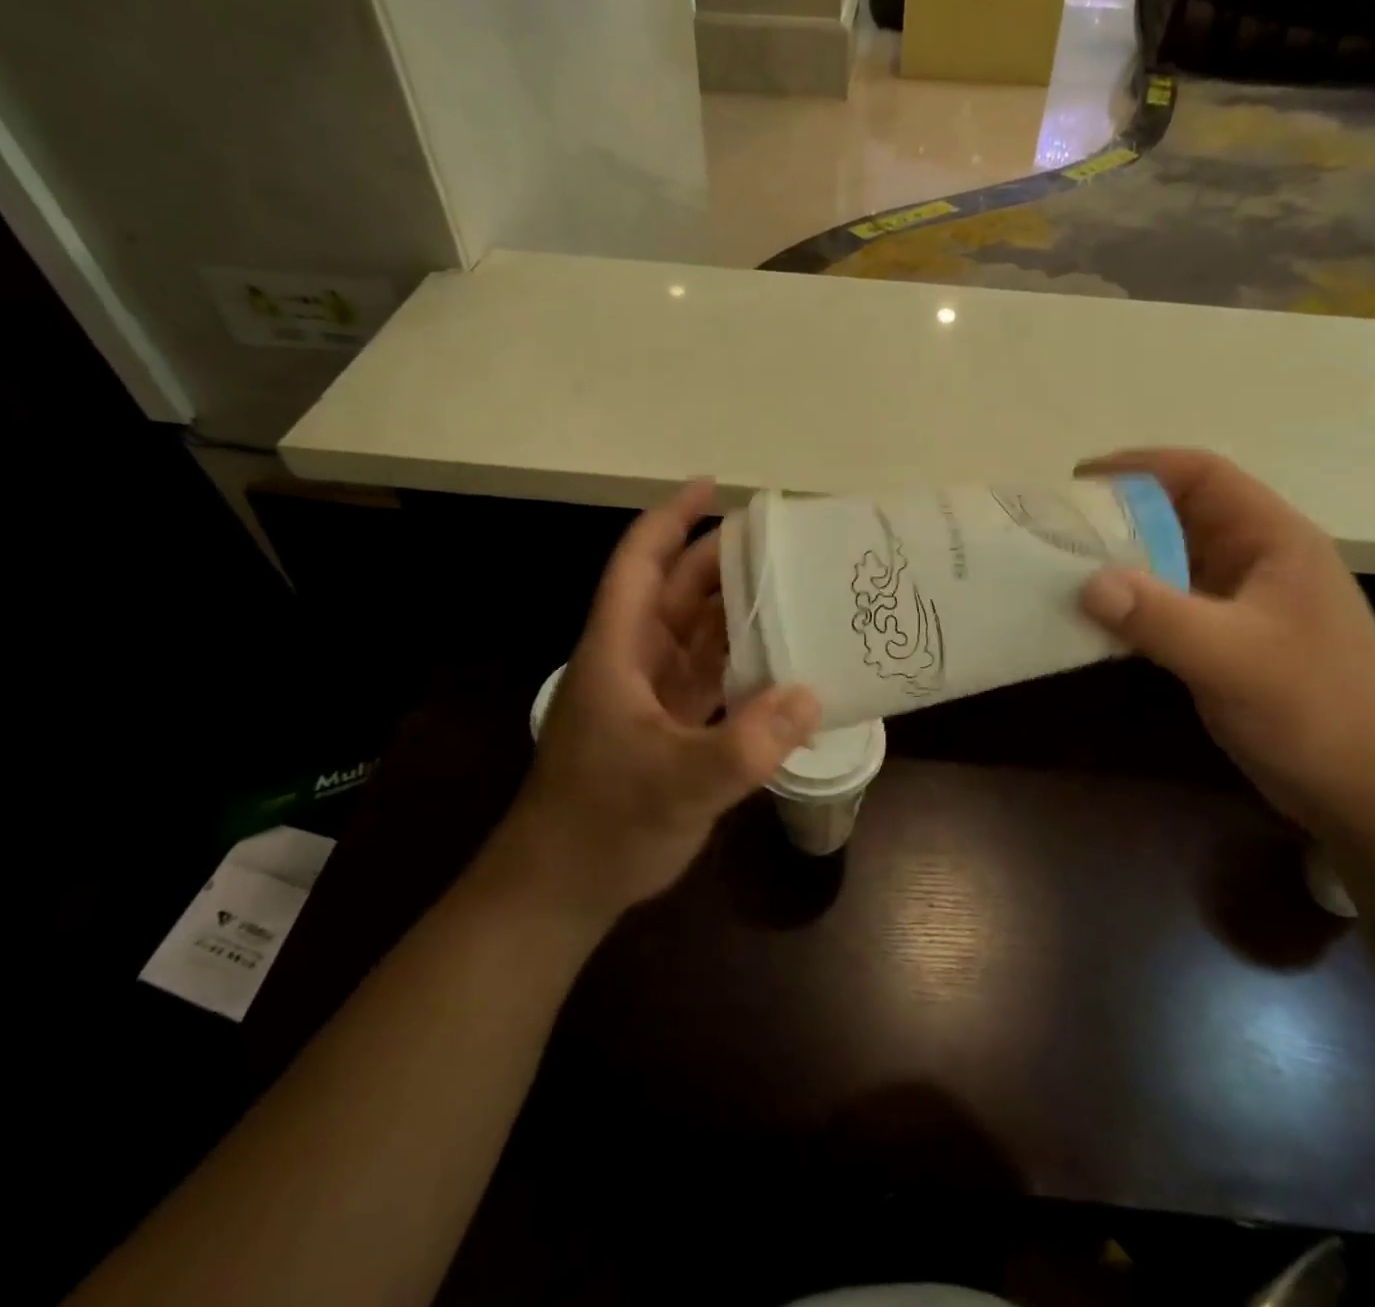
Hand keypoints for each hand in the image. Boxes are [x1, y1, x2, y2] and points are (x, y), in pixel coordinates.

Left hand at [492, 481, 820, 926]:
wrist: (562, 888)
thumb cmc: (603, 824)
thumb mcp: (677, 784)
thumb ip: (745, 745)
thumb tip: (812, 695)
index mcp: (617, 651)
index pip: (640, 564)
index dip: (671, 518)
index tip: (712, 485)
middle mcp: (633, 661)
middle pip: (676, 591)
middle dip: (722, 560)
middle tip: (782, 542)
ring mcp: (651, 694)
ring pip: (696, 632)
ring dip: (737, 609)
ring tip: (793, 588)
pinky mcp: (670, 725)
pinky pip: (711, 675)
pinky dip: (743, 661)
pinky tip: (784, 660)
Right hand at [1076, 449, 1374, 829]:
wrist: (1373, 791)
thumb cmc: (1319, 710)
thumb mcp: (1236, 657)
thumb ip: (1160, 616)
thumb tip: (1086, 582)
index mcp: (1272, 540)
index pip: (1202, 477)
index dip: (1141, 466)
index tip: (1079, 480)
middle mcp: (1253, 561)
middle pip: (1177, 516)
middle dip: (1118, 516)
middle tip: (1056, 529)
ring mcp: (1238, 604)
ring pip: (1167, 563)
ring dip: (1118, 564)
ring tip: (1059, 569)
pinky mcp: (1223, 641)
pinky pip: (1165, 607)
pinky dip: (1128, 607)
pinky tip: (1089, 620)